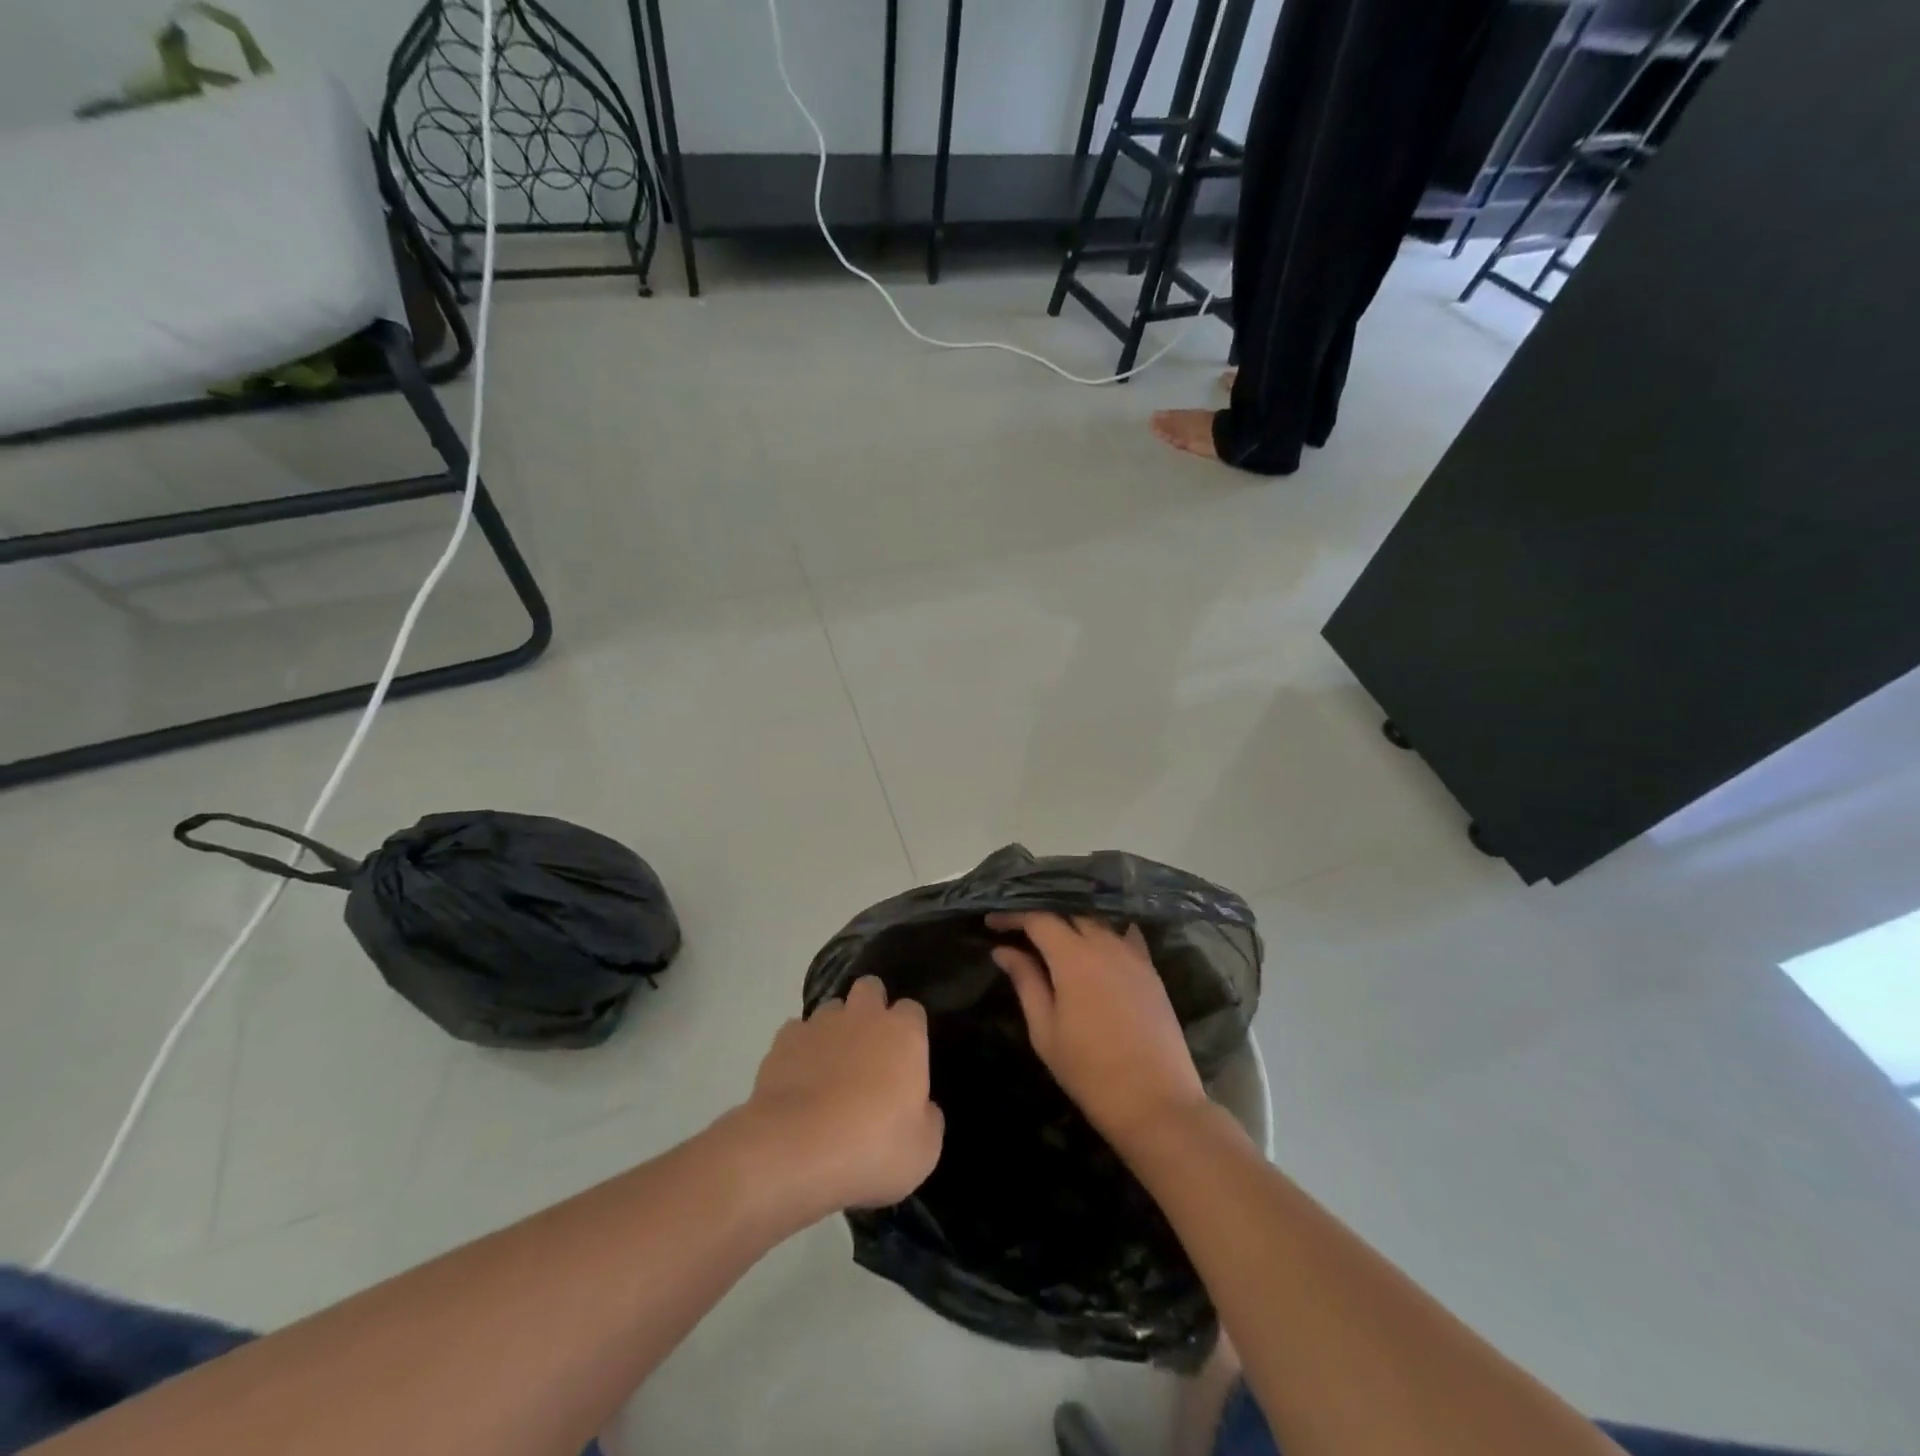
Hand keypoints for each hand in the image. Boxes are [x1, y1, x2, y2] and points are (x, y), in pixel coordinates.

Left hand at [743, 976, 943, 1217]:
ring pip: (831, 1009)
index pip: (912, 1011)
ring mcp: (819, 1024)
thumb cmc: (872, 1147)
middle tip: (869, 1048)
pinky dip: (800, 1050)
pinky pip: (796, 1034)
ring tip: (830, 1067)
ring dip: (834, 1029)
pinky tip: (798, 1080)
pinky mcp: (782, 1041)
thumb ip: (928, 1118)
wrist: (795, 1150)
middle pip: (870, 989)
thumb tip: (922, 1108)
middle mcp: (863, 1016)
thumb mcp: (923, 1149)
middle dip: (871, 1008)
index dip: (910, 1031)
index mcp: (903, 1033)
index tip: (906, 1059)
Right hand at [989, 912, 1208, 1149]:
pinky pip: (1124, 934)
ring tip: (1053, 935)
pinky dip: (1105, 931)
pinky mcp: (1151, 969)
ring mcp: (1133, 953)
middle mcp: (1105, 944)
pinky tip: (1095, 944)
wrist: (1155, 1102)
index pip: (1039, 918)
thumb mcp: (1045, 1030)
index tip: (991, 923)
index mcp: (1074, 957)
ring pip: (1098, 919)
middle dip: (1041, 915)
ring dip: (1072, 920)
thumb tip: (1003, 950)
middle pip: (1069, 912)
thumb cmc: (1090, 1072)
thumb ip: (1026, 982)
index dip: (1013, 916)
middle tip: (1018, 929)